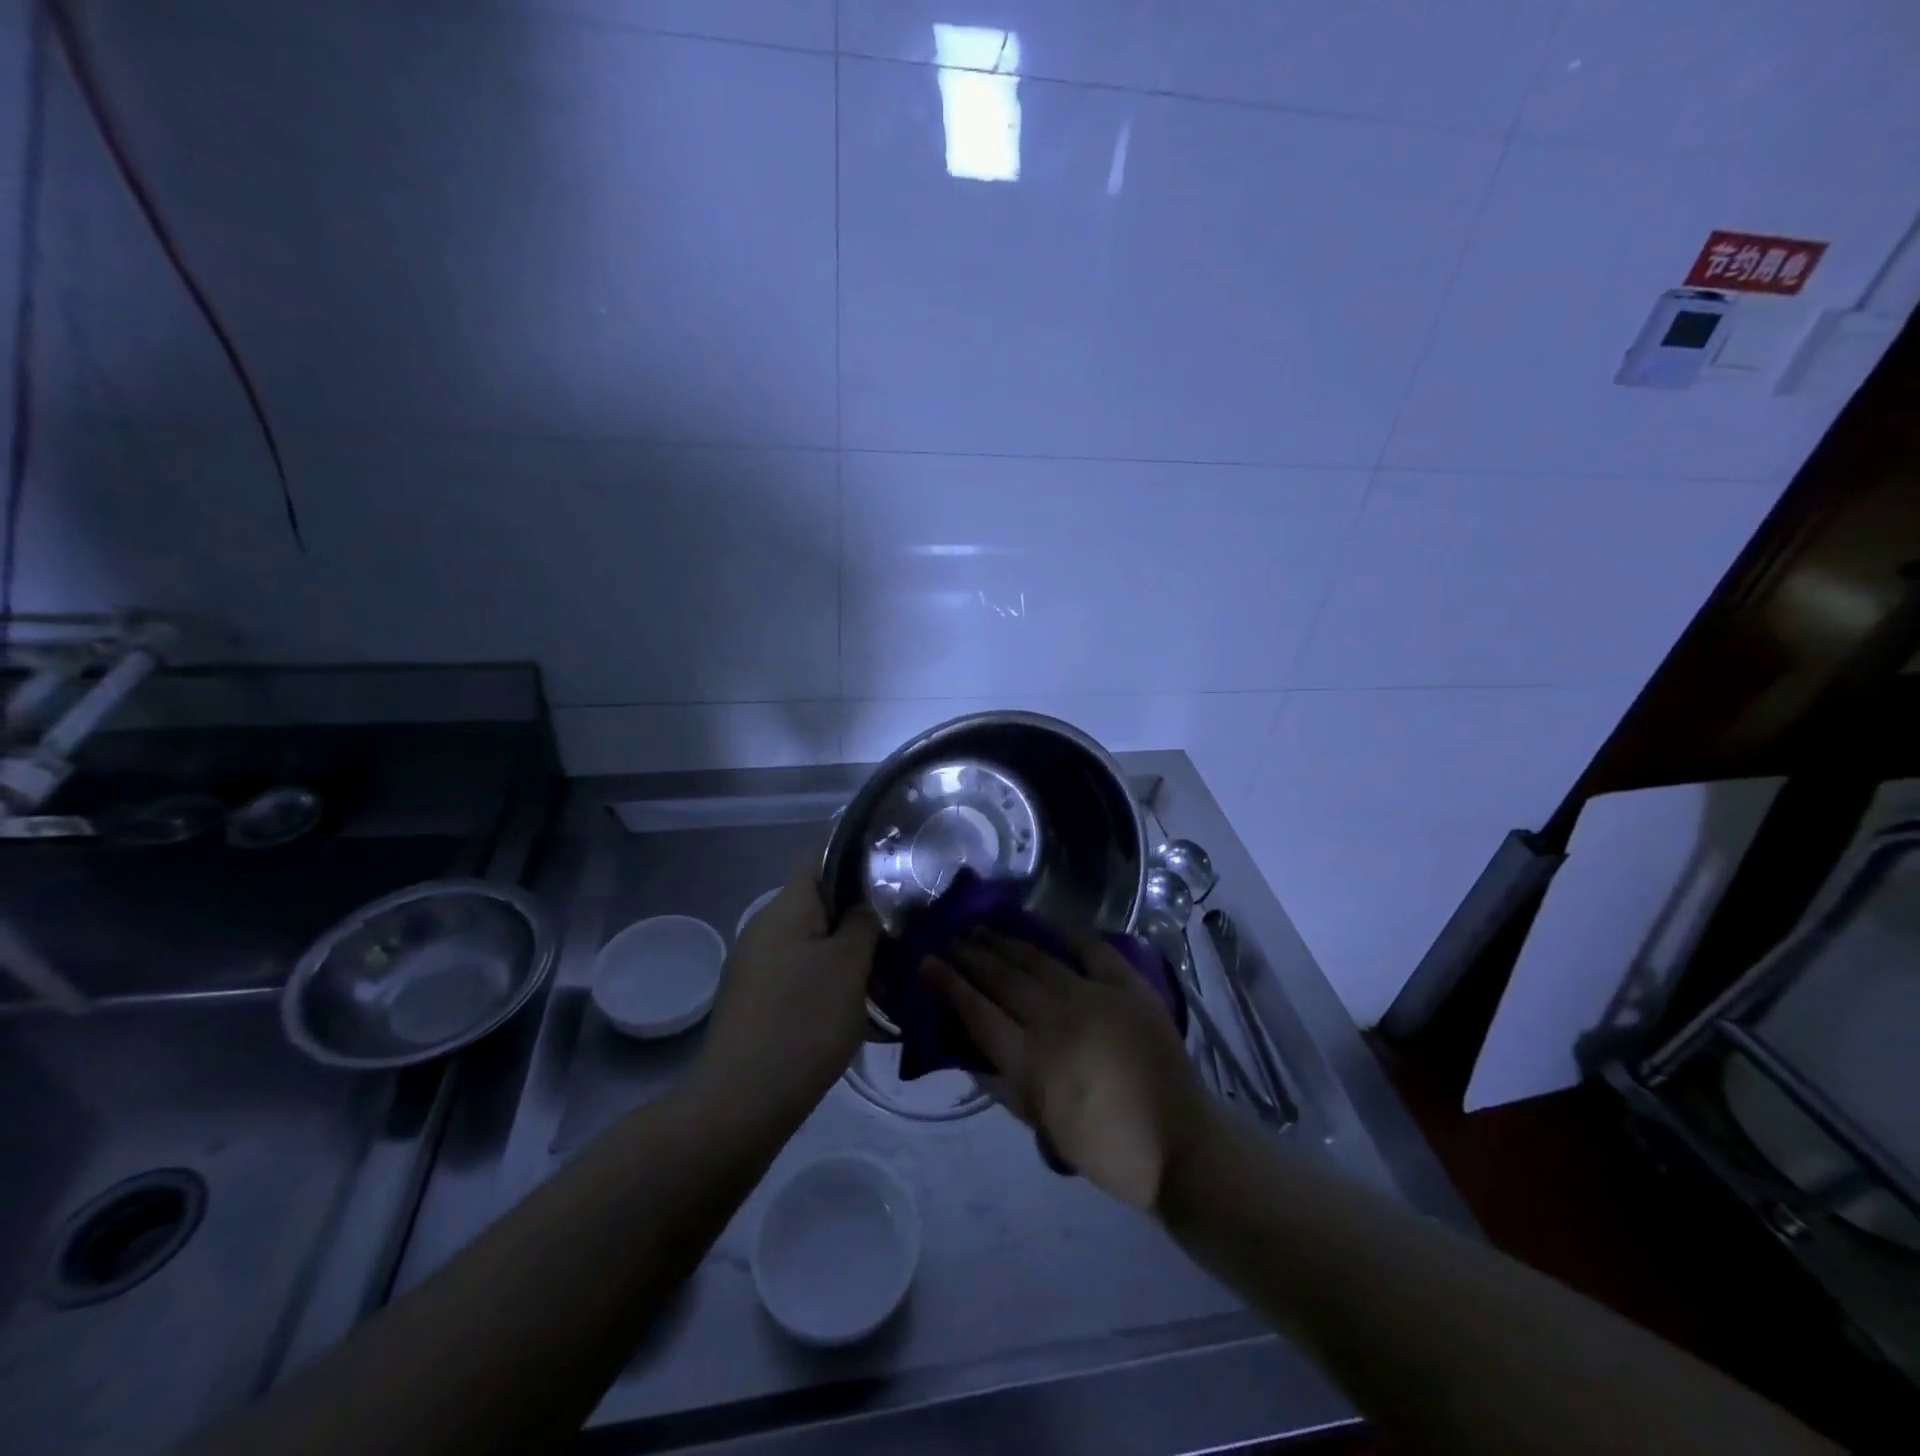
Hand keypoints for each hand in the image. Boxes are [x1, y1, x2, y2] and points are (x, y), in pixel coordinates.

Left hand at [697, 861, 880, 1120]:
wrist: (742, 1103)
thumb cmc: (803, 1021)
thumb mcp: (848, 966)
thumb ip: (862, 923)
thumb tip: (864, 904)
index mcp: (785, 909)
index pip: (821, 857)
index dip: (857, 854)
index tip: (895, 864)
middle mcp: (765, 929)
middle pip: (820, 903)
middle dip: (861, 913)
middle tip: (903, 927)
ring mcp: (757, 967)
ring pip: (814, 943)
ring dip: (849, 953)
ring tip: (890, 973)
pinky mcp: (757, 1002)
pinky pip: (802, 975)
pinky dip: (831, 982)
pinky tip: (861, 1009)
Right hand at [928, 931, 1209, 1209]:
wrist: (1179, 1144)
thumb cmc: (1105, 1147)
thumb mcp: (1041, 1127)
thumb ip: (1001, 1084)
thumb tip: (968, 1049)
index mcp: (1031, 1060)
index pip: (976, 1010)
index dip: (947, 984)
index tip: (926, 962)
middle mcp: (1055, 1019)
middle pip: (1002, 978)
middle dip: (970, 955)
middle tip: (949, 938)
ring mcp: (1093, 997)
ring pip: (1037, 959)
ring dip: (1005, 941)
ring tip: (981, 927)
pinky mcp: (1127, 986)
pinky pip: (1090, 948)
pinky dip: (1064, 931)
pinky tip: (1041, 919)